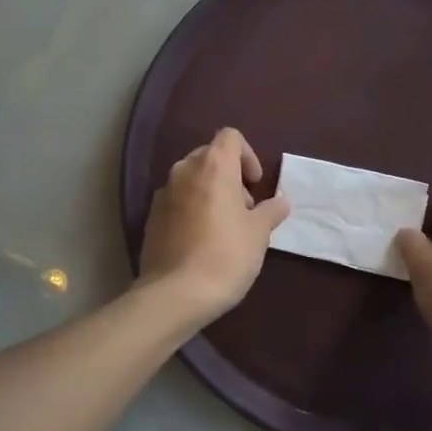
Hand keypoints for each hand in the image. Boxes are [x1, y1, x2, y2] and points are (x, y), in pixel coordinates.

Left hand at [138, 128, 289, 327]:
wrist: (175, 294)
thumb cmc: (226, 255)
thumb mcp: (259, 233)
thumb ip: (271, 210)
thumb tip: (280, 201)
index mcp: (213, 166)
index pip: (231, 137)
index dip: (248, 155)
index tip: (255, 184)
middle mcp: (184, 170)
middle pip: (210, 156)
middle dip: (230, 175)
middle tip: (244, 208)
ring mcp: (163, 193)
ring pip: (192, 179)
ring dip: (210, 192)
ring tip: (224, 226)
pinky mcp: (151, 216)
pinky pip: (177, 200)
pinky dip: (191, 208)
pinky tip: (201, 240)